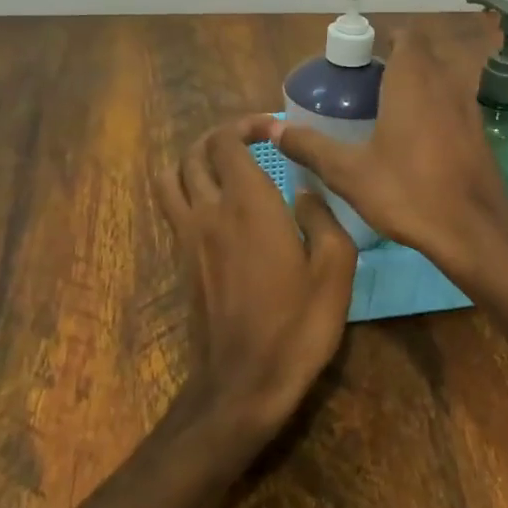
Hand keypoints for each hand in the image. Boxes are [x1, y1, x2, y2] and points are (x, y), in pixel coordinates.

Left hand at [157, 119, 356, 437]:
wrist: (244, 383)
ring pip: (172, 176)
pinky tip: (218, 203)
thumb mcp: (335, 270)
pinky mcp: (181, 261)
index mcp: (249, 205)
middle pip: (195, 153)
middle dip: (222, 136)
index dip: (249, 125)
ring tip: (227, 164)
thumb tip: (306, 192)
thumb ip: (324, 219)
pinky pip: (172, 205)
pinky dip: (187, 187)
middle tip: (254, 140)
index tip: (277, 130)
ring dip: (195, 159)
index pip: (228, 142)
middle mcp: (209, 212)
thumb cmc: (298, 326)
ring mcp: (188, 237)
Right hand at [252, 30, 507, 276]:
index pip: (404, 35)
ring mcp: (469, 107)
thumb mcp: (349, 172)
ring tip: (386, 118)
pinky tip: (416, 145)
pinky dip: (435, 113)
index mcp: (413, 79)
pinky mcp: (480, 133)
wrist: (473, 229)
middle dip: (395, 66)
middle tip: (364, 93)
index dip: (382, 42)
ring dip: (417, 90)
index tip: (359, 64)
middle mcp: (446, 82)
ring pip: (440, 82)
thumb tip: (272, 129)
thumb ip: (310, 146)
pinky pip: (453, 108)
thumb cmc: (408, 192)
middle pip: (422, 57)